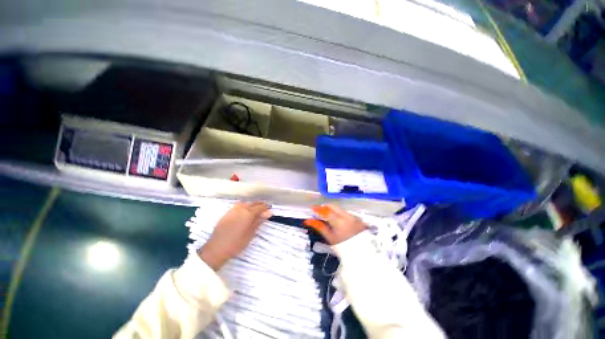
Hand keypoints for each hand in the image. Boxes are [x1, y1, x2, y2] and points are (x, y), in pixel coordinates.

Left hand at [198, 202, 271, 270]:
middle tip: (265, 209)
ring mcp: (232, 210)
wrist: (216, 249)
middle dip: (259, 205)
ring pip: (245, 203)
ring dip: (252, 205)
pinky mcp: (227, 213)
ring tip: (256, 209)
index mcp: (248, 213)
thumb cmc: (236, 243)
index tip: (270, 209)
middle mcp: (240, 209)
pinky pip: (238, 206)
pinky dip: (244, 206)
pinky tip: (245, 211)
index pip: (260, 207)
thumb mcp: (251, 233)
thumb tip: (269, 212)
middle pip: (252, 203)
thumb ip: (259, 221)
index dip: (266, 207)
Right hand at [304, 204, 366, 244]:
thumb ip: (319, 226)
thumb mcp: (330, 238)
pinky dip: (341, 215)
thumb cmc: (343, 248)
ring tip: (329, 218)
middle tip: (319, 212)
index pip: (326, 210)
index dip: (318, 209)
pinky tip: (339, 222)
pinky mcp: (358, 218)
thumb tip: (308, 220)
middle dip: (325, 207)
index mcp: (339, 221)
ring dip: (333, 211)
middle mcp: (347, 216)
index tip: (312, 209)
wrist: (361, 255)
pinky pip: (347, 213)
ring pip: (340, 209)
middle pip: (333, 206)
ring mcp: (354, 216)